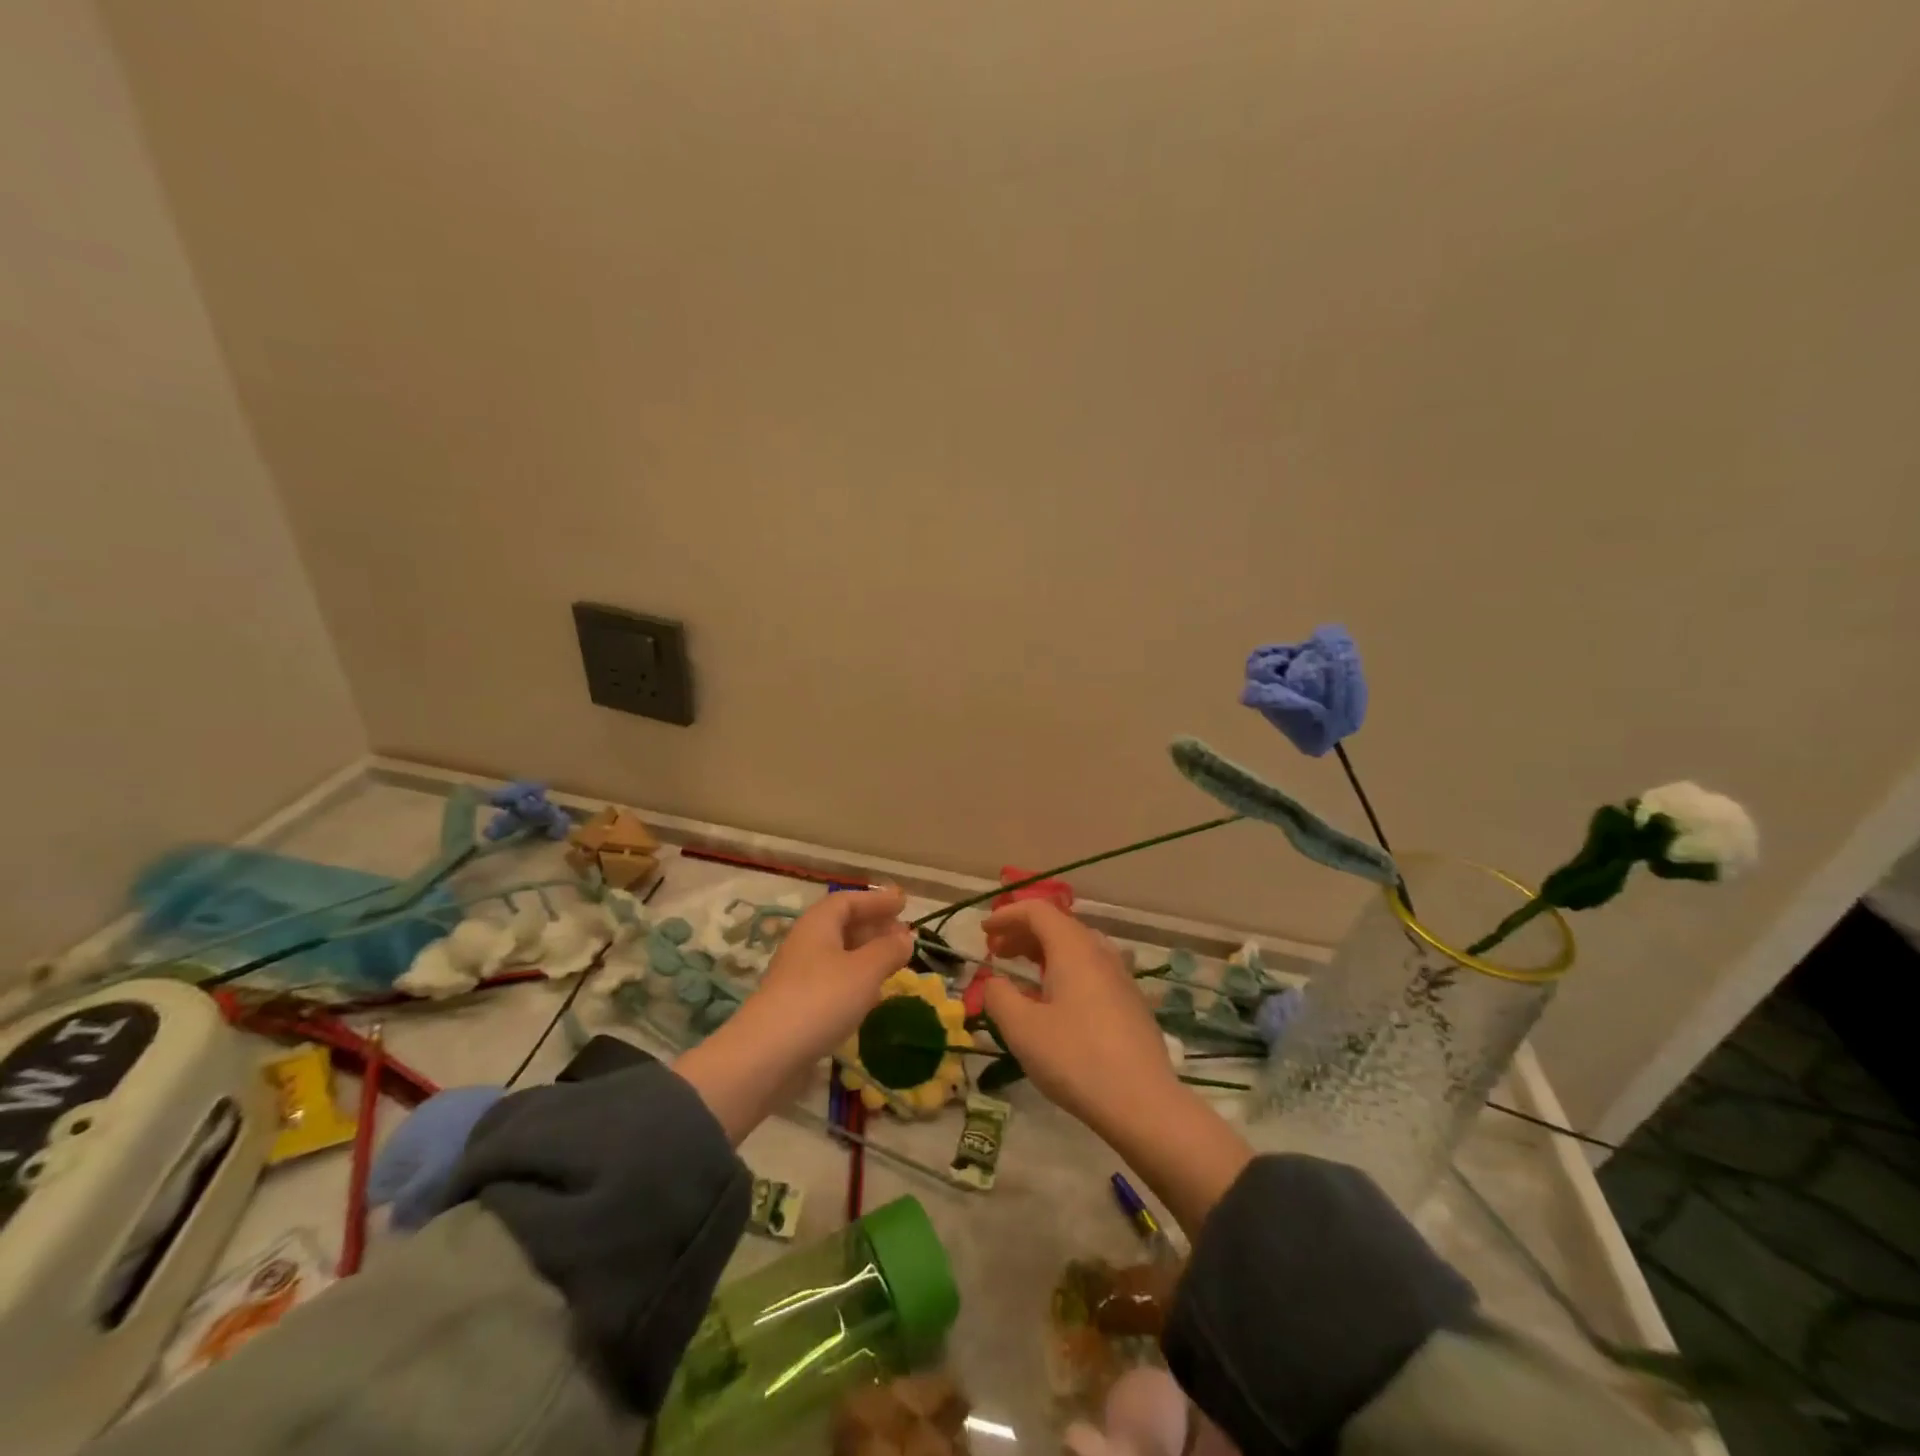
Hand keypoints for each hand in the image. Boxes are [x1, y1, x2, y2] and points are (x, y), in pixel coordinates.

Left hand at [673, 887, 911, 1141]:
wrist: (766, 1055)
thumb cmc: (822, 999)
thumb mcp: (865, 970)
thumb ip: (889, 951)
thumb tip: (906, 938)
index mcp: (818, 924)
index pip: (848, 900)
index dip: (876, 900)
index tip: (903, 903)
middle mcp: (805, 943)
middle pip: (841, 925)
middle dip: (874, 926)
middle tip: (903, 934)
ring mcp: (798, 975)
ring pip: (838, 954)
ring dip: (866, 954)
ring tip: (892, 962)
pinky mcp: (797, 1004)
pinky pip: (832, 980)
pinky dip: (855, 979)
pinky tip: (871, 995)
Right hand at [979, 902, 1179, 1137]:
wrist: (1143, 1103)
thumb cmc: (1075, 1059)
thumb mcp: (1022, 1029)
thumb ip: (999, 997)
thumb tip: (993, 981)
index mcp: (1073, 948)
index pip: (1038, 911)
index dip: (1007, 916)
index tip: (984, 932)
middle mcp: (1100, 952)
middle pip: (1058, 926)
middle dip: (1023, 933)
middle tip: (996, 953)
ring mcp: (1121, 977)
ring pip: (1077, 948)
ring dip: (1044, 952)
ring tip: (1022, 973)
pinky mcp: (1131, 1002)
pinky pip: (1091, 969)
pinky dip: (1065, 970)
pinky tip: (1055, 1001)